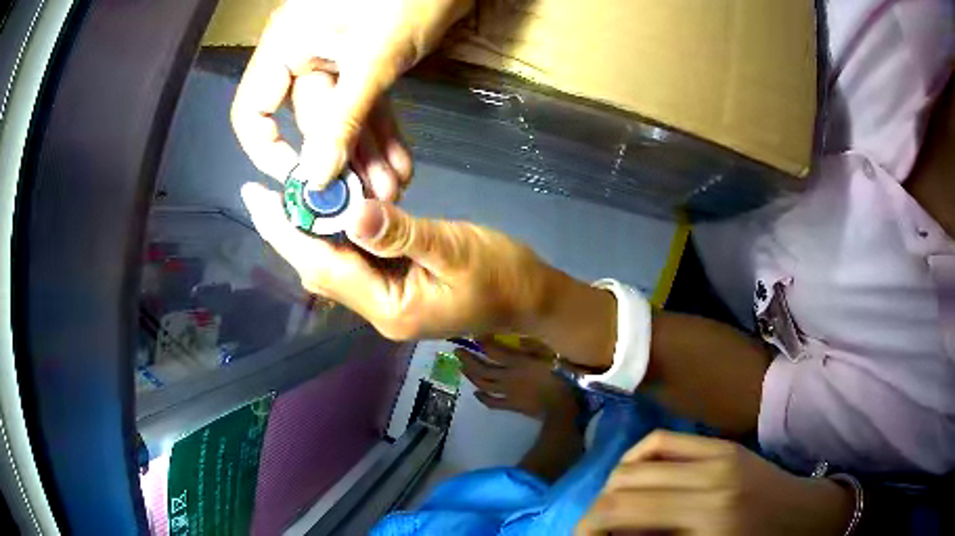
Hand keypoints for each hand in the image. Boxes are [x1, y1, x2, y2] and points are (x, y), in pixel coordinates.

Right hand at [231, 0, 473, 198]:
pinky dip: (383, 130)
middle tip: (368, 199)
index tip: (303, 181)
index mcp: (286, 47)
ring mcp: (336, 58)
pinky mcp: (367, 60)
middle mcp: (304, 55)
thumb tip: (316, 175)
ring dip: (367, 154)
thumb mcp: (372, 57)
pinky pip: (367, 102)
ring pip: (343, 117)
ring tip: (390, 190)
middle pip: (310, 121)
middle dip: (341, 160)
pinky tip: (398, 163)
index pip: (253, 112)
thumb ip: (341, 117)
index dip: (270, 151)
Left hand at [242, 185, 555, 339]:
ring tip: (286, 197)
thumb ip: (404, 234)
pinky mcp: (393, 288)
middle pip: (320, 270)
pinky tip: (328, 211)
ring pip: (333, 266)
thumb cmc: (501, 275)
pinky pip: (352, 262)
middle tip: (263, 193)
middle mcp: (377, 310)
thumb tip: (352, 212)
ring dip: (308, 233)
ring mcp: (384, 301)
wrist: (529, 297)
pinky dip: (335, 236)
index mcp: (389, 307)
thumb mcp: (456, 249)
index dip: (287, 232)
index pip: (323, 267)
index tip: (257, 198)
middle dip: (288, 232)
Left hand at [457, 336, 569, 418]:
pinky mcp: (511, 405)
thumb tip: (518, 339)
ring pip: (483, 384)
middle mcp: (507, 376)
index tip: (473, 336)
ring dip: (471, 376)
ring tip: (462, 368)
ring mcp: (507, 392)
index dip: (482, 343)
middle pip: (482, 368)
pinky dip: (482, 398)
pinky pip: (492, 402)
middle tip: (457, 351)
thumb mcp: (550, 355)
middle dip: (468, 359)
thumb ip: (533, 346)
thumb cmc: (561, 377)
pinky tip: (476, 393)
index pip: (494, 351)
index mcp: (517, 362)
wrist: (562, 406)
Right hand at [576, 431, 853, 535]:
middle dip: (596, 510)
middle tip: (595, 531)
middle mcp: (710, 477)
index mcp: (708, 517)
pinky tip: (637, 481)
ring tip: (615, 511)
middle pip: (624, 482)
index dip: (586, 526)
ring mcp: (719, 454)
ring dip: (614, 487)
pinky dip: (637, 460)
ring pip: (637, 460)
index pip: (621, 510)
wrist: (805, 517)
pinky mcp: (724, 445)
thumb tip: (612, 534)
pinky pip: (662, 442)